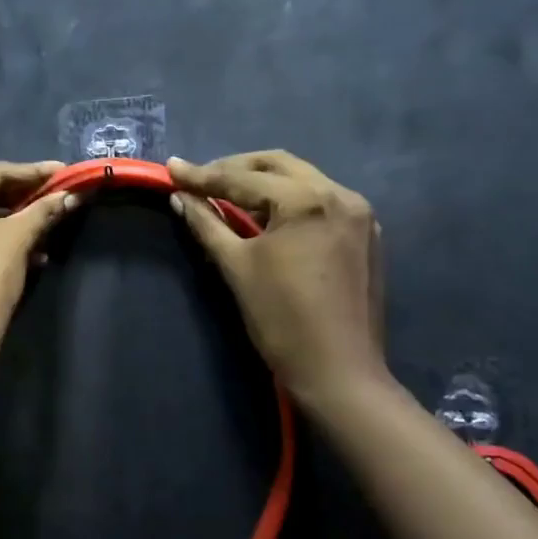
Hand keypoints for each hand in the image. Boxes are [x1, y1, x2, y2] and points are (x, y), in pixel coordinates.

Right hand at [167, 151, 388, 404]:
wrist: (339, 373)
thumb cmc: (282, 320)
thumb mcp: (237, 267)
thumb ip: (206, 224)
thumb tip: (180, 196)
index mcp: (309, 200)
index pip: (244, 178)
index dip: (203, 175)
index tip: (171, 168)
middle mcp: (340, 195)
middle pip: (278, 165)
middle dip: (236, 168)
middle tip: (200, 180)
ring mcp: (359, 214)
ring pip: (302, 180)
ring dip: (263, 183)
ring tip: (227, 195)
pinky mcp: (366, 234)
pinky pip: (320, 201)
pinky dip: (289, 201)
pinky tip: (267, 216)